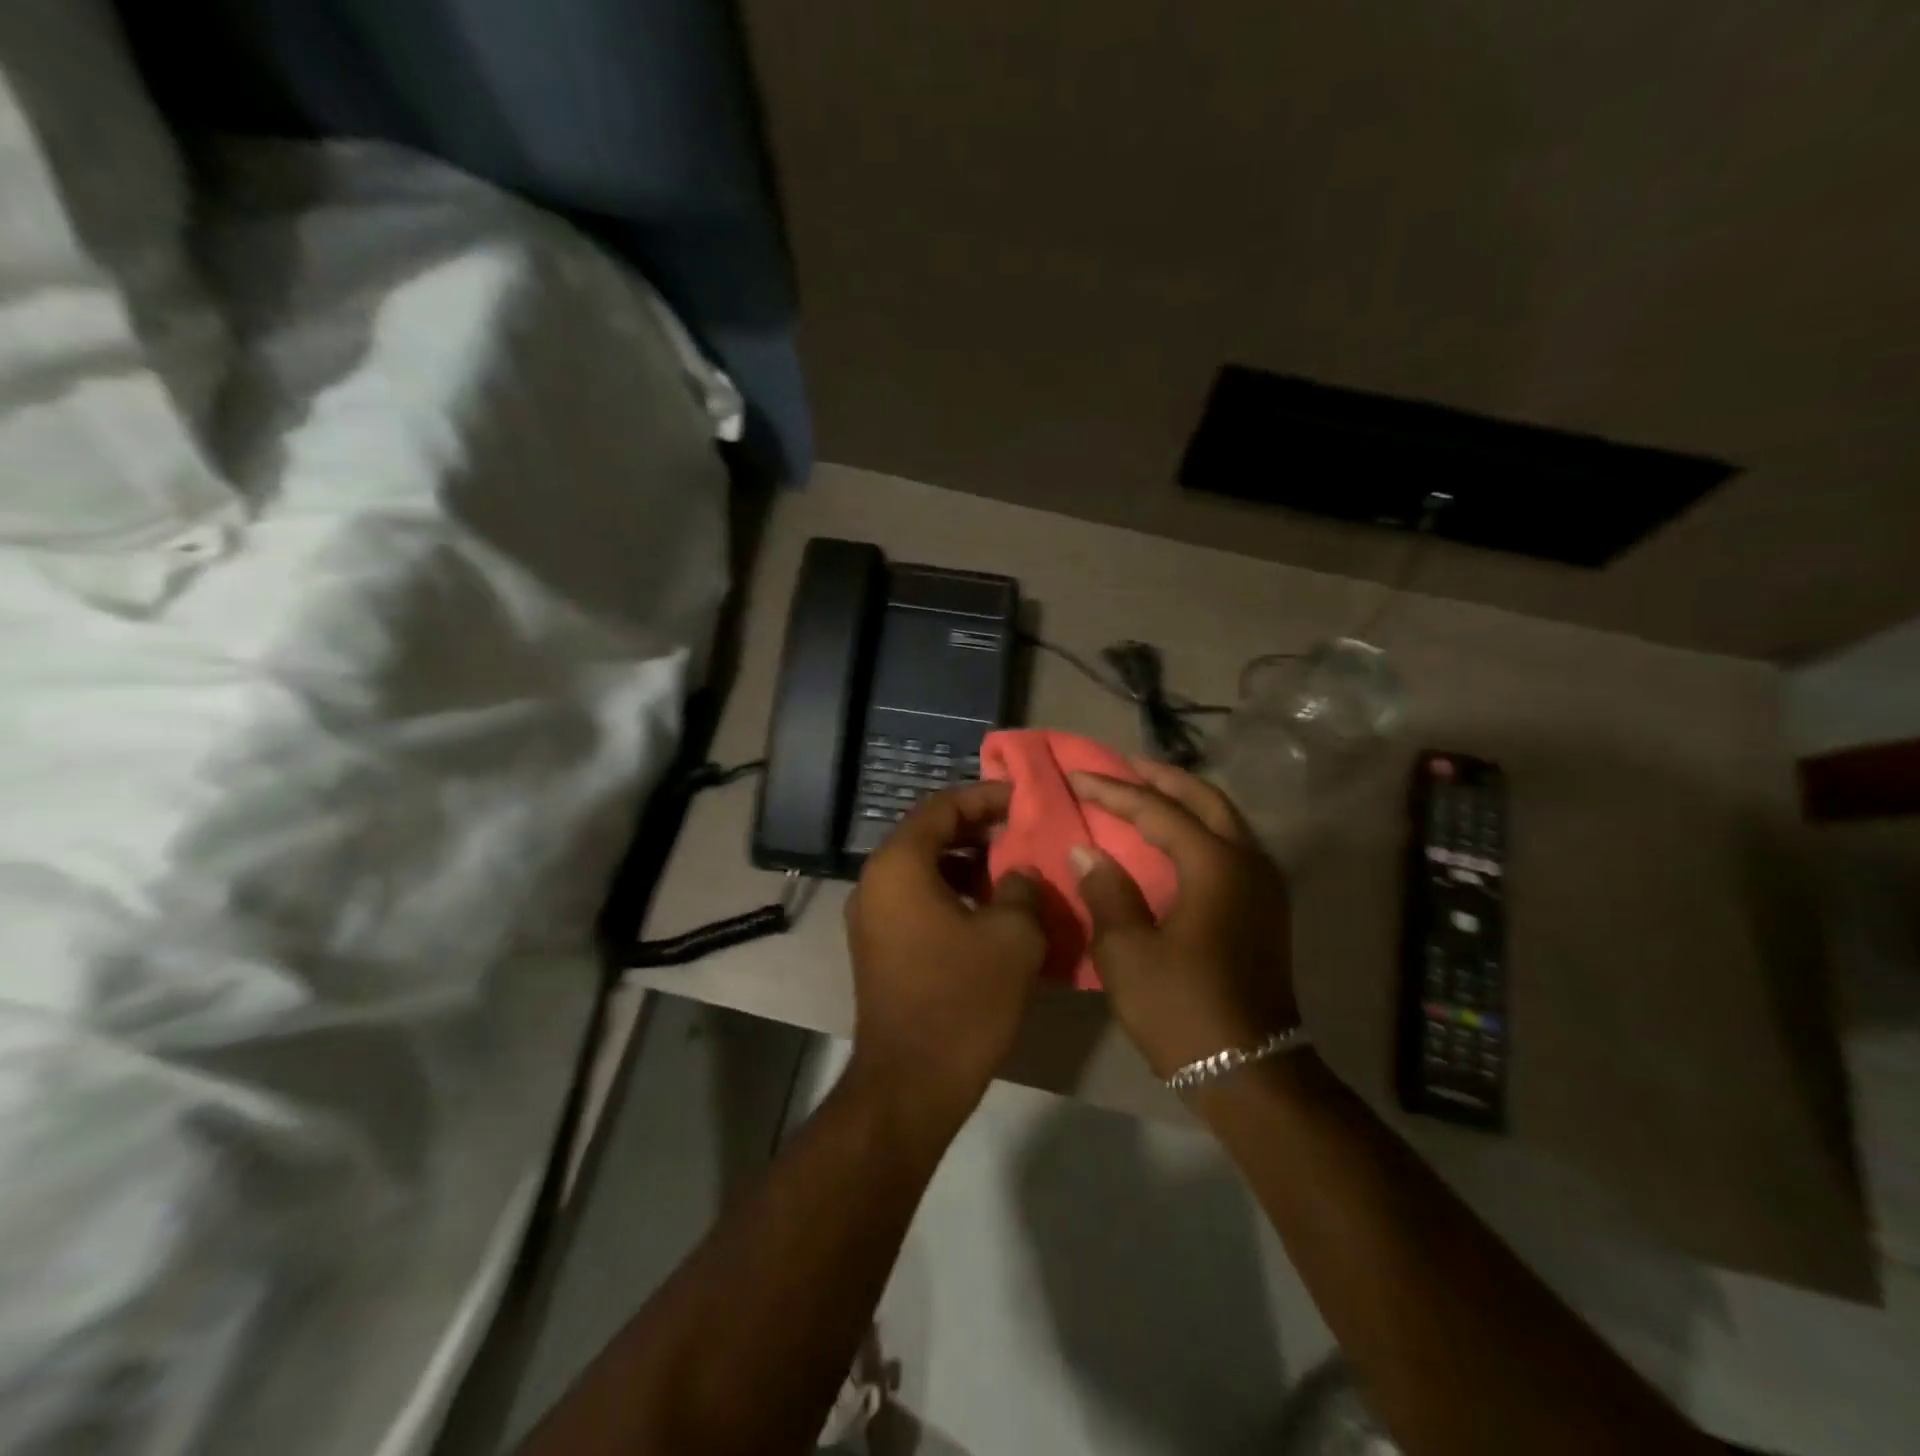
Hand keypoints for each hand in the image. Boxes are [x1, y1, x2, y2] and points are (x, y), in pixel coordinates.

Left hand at [844, 781, 1047, 1123]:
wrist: (911, 1083)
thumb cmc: (963, 1000)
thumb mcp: (1012, 936)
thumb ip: (1022, 887)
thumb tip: (1019, 872)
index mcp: (899, 865)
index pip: (941, 806)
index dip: (985, 797)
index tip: (1023, 800)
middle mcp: (875, 881)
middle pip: (928, 834)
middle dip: (977, 829)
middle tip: (1021, 831)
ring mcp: (872, 916)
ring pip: (923, 868)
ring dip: (967, 863)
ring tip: (1012, 871)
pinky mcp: (878, 945)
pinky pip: (916, 899)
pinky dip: (952, 893)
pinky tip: (989, 912)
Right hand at [1067, 759, 1299, 1077]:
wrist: (1252, 1072)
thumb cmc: (1183, 1009)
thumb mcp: (1127, 952)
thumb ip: (1106, 891)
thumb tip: (1087, 851)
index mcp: (1215, 864)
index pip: (1158, 810)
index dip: (1114, 791)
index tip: (1077, 776)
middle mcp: (1248, 860)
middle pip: (1203, 799)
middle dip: (1159, 778)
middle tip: (1119, 766)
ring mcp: (1263, 884)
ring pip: (1223, 819)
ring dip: (1183, 800)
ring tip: (1142, 793)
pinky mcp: (1265, 907)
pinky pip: (1229, 845)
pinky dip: (1197, 828)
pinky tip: (1170, 839)